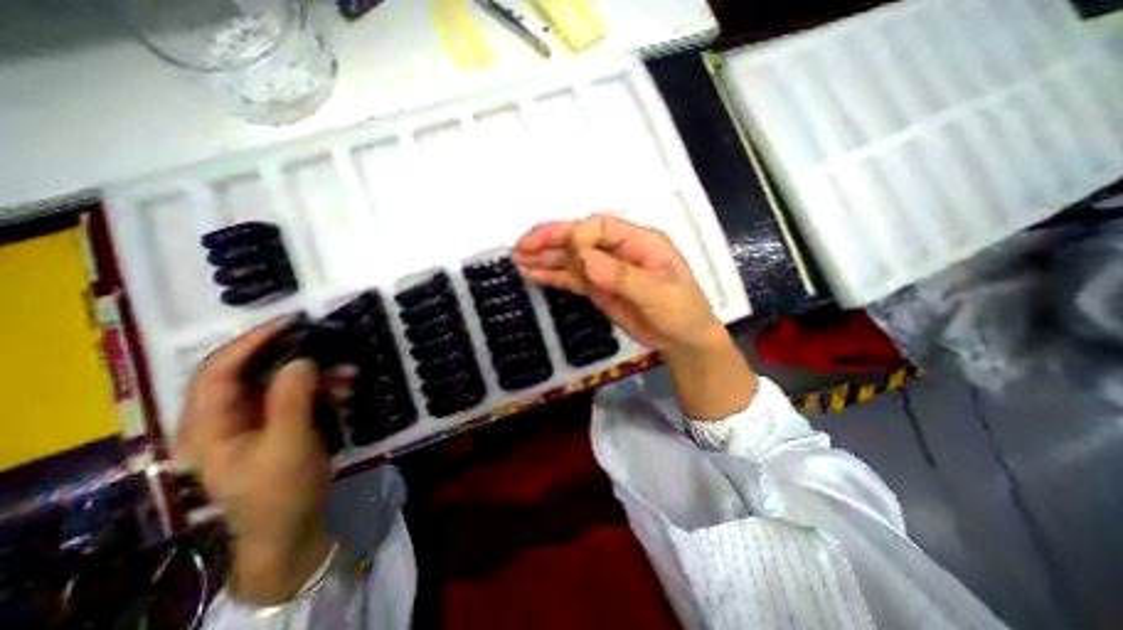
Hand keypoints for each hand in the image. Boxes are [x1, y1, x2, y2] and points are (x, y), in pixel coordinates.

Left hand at [177, 321, 330, 604]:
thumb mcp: (288, 444)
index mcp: (208, 425)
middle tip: (328, 342)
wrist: (292, 526)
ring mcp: (255, 420)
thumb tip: (301, 359)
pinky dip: (324, 388)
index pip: (219, 370)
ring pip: (283, 382)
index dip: (252, 341)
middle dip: (296, 356)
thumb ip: (291, 400)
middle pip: (254, 371)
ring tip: (350, 374)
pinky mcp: (280, 423)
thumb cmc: (281, 490)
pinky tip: (346, 390)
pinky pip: (300, 395)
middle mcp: (226, 417)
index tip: (291, 321)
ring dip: (318, 374)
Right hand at [513, 214, 724, 354]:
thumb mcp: (658, 294)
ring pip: (572, 259)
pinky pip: (573, 278)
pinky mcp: (599, 288)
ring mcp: (607, 270)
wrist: (683, 340)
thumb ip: (622, 276)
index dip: (579, 234)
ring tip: (519, 260)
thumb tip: (584, 259)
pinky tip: (535, 275)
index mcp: (639, 241)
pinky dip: (554, 276)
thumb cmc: (681, 313)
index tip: (567, 251)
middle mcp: (619, 251)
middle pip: (580, 239)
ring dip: (546, 258)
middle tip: (521, 247)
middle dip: (551, 240)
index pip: (601, 226)